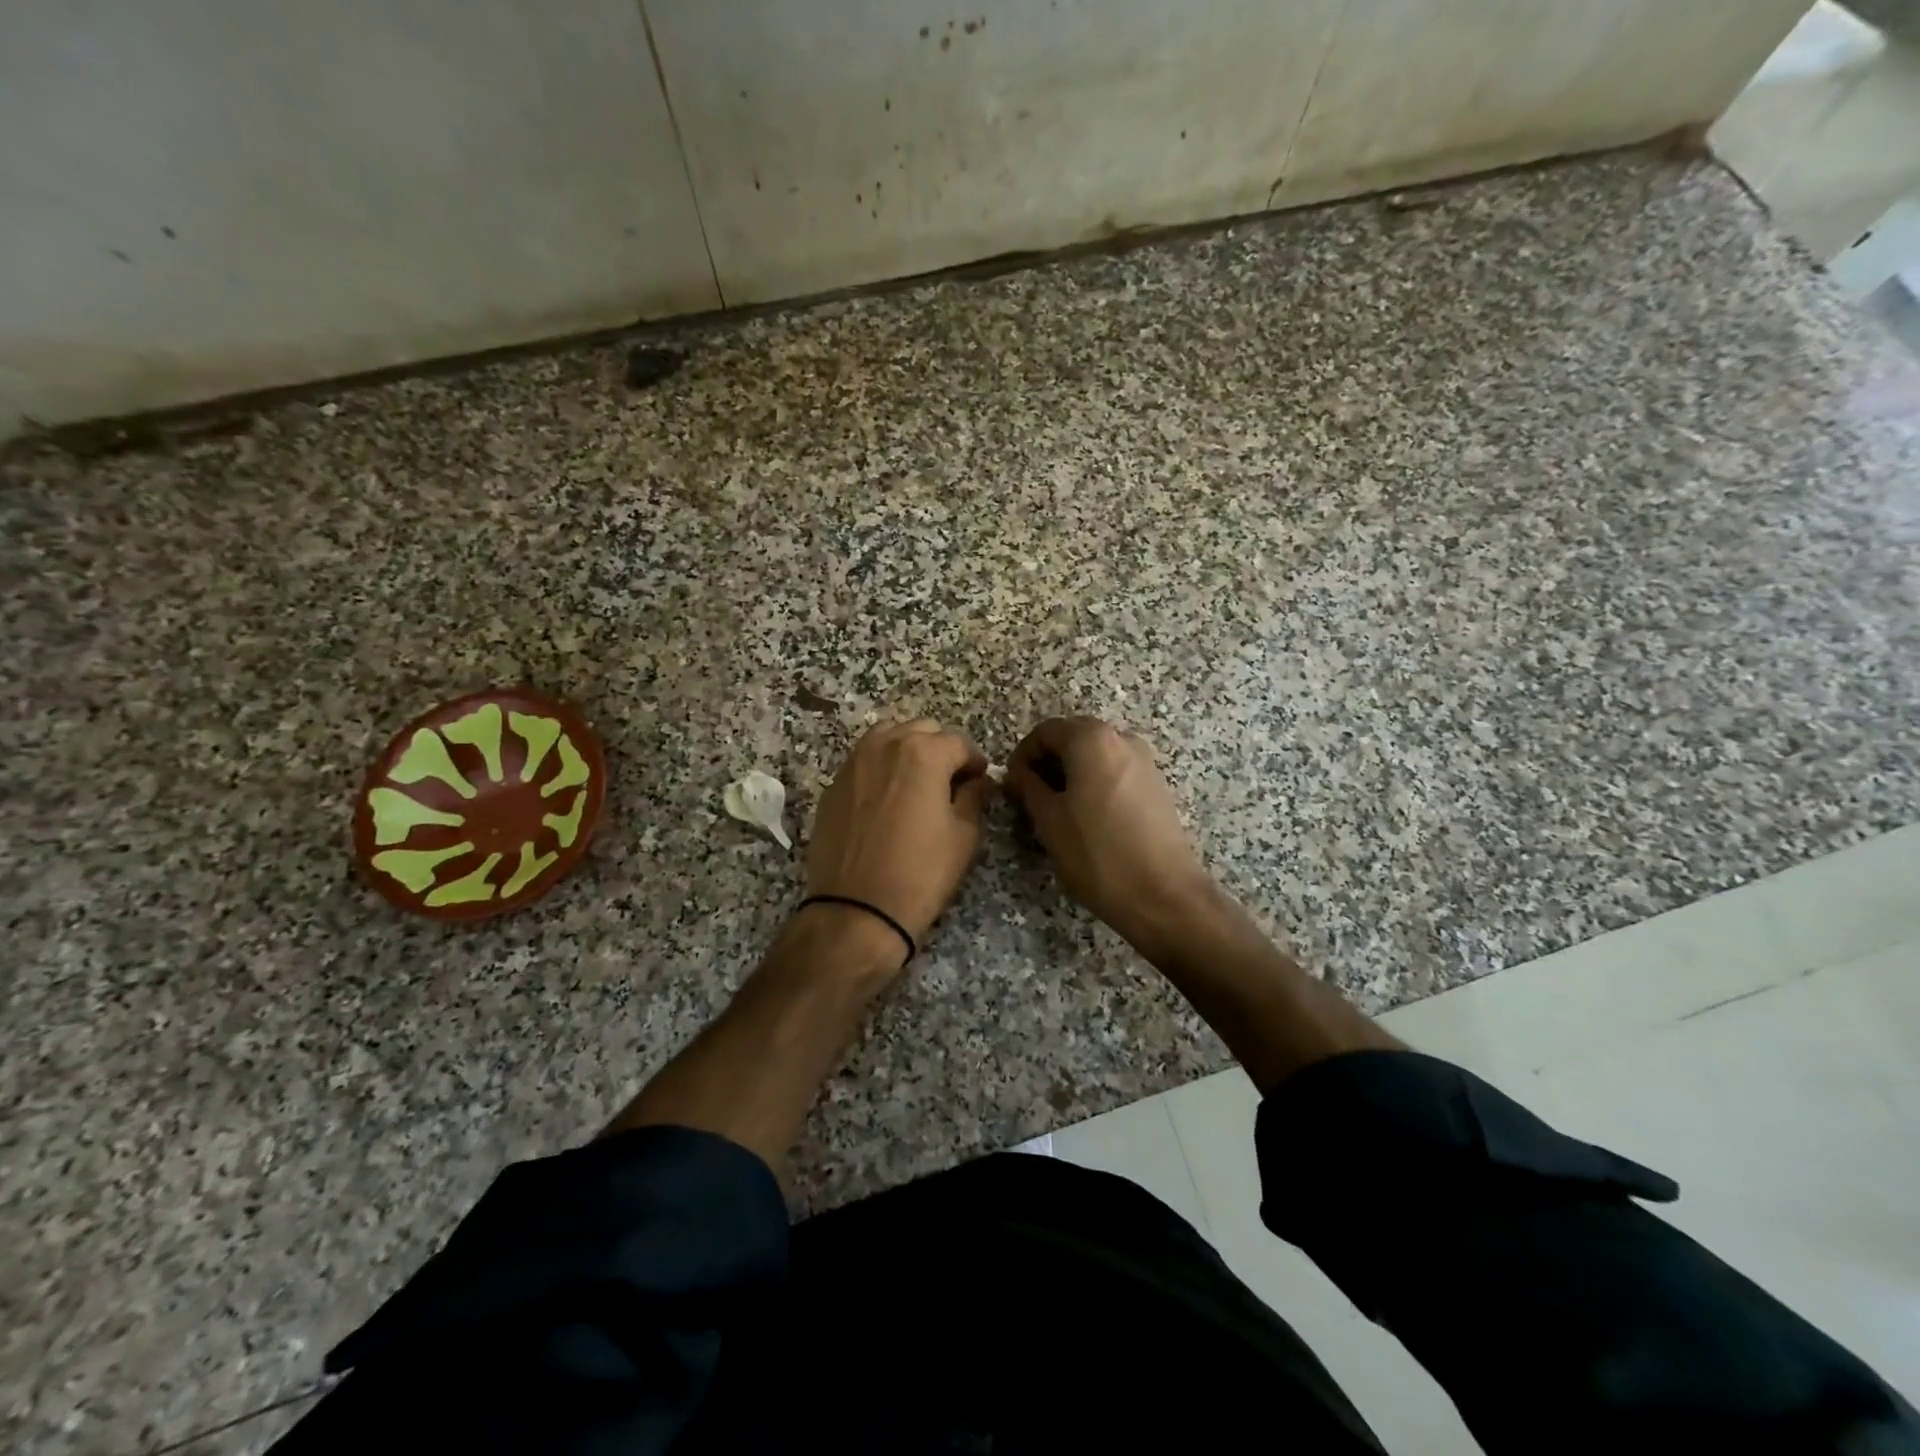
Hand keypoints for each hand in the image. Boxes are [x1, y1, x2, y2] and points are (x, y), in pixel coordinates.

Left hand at [806, 720, 993, 949]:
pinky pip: (864, 761)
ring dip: (907, 751)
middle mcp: (885, 745)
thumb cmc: (920, 872)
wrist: (857, 909)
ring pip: (888, 738)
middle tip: (950, 782)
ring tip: (916, 784)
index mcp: (923, 753)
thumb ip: (974, 797)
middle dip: (940, 750)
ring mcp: (853, 762)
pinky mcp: (833, 785)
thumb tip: (977, 782)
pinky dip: (880, 768)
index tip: (980, 782)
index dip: (975, 762)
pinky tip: (886, 800)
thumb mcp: (964, 835)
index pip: (959, 743)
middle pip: (922, 730)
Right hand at [1005, 717, 1216, 955]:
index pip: (1045, 731)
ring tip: (1057, 811)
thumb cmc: (1098, 854)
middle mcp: (1122, 739)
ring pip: (1096, 756)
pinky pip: (1116, 772)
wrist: (1163, 895)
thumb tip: (1016, 774)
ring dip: (1071, 774)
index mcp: (1092, 739)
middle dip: (1047, 762)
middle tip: (1030, 797)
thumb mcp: (1049, 821)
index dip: (1022, 755)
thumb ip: (1028, 788)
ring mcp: (1145, 761)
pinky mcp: (1157, 786)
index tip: (1012, 785)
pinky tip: (1088, 819)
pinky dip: (1095, 784)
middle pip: (1073, 738)